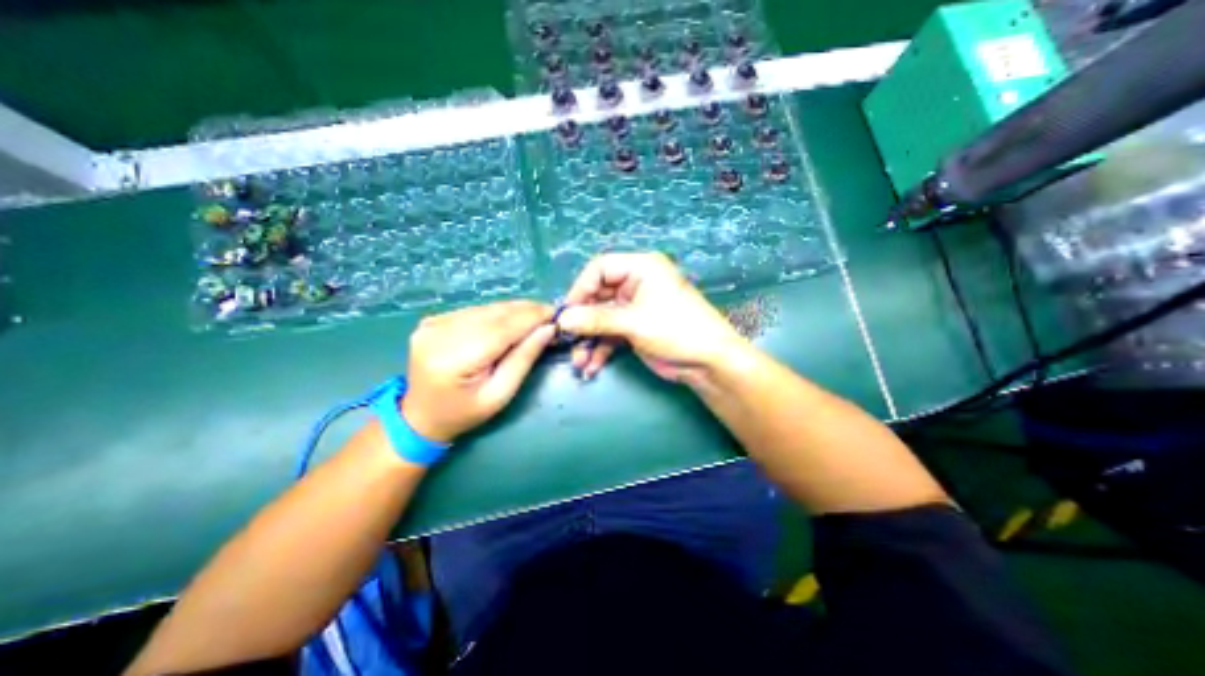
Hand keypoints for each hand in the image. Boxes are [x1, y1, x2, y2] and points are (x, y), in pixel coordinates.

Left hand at [403, 301, 557, 441]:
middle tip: (550, 314)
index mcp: (454, 359)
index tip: (556, 313)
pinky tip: (509, 320)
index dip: (531, 317)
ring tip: (534, 316)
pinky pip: (474, 310)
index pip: (501, 329)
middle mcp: (439, 334)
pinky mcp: (432, 320)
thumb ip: (524, 359)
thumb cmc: (465, 413)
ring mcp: (432, 324)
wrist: (420, 417)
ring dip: (513, 310)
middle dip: (525, 311)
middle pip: (493, 314)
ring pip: (485, 308)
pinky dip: (496, 313)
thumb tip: (548, 329)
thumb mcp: (501, 394)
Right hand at [554, 250, 745, 383]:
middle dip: (582, 322)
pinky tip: (591, 367)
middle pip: (597, 297)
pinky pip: (609, 335)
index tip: (566, 313)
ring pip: (601, 320)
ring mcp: (633, 308)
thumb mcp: (634, 323)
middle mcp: (635, 284)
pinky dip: (600, 350)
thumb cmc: (676, 330)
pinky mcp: (634, 329)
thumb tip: (562, 320)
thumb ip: (597, 320)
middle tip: (567, 341)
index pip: (600, 269)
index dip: (581, 289)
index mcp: (640, 268)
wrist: (708, 362)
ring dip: (588, 341)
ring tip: (579, 362)